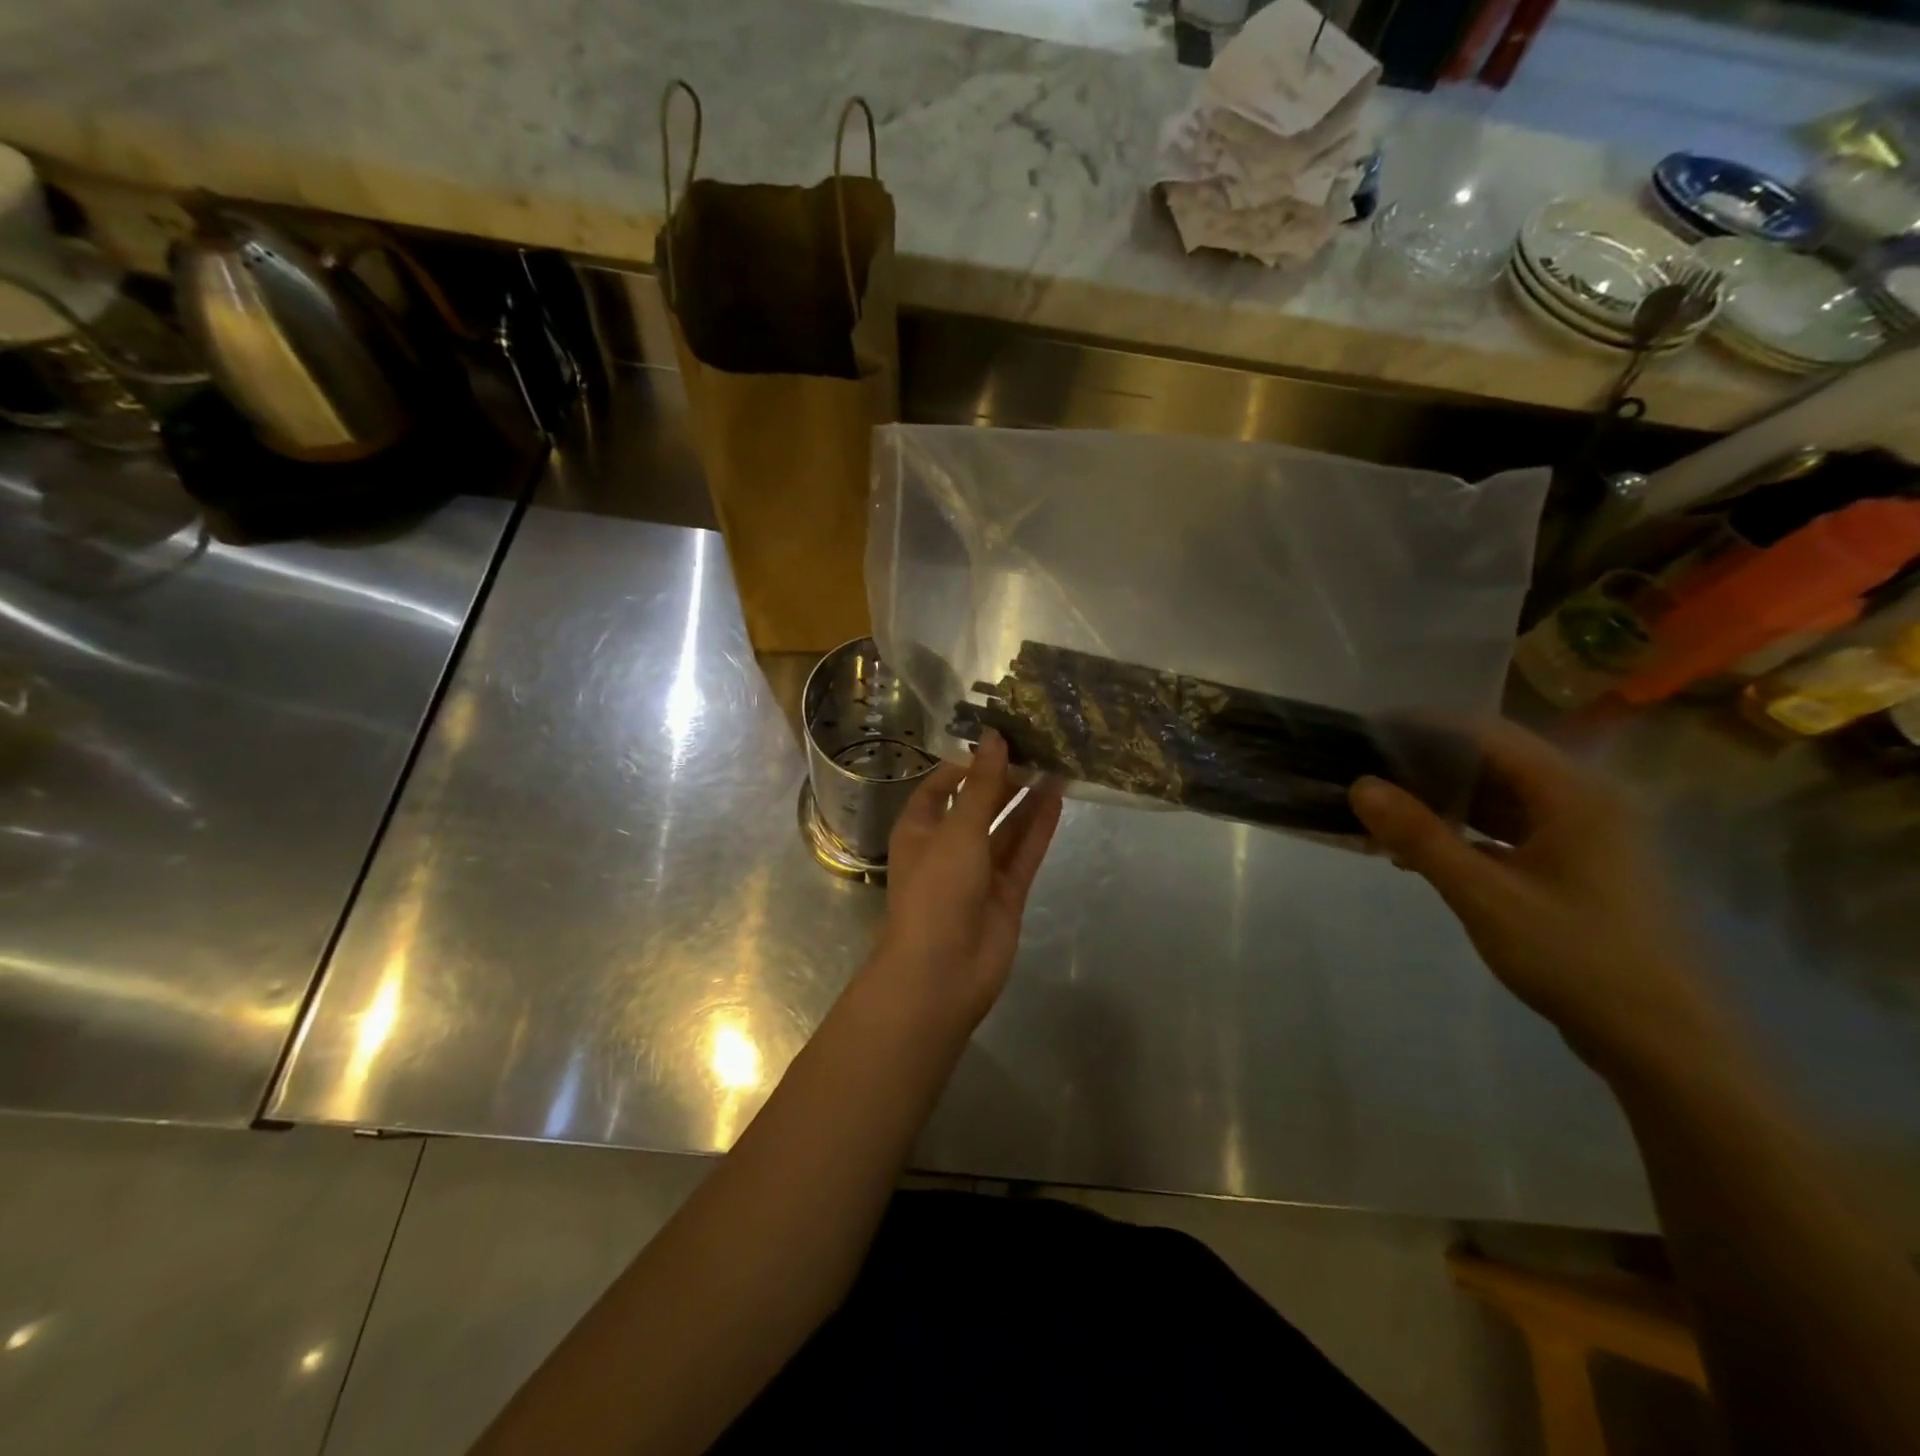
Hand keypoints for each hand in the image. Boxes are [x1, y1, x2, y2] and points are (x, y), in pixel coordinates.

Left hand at [872, 732, 1063, 1025]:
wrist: (944, 971)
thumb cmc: (938, 890)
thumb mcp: (958, 830)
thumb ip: (981, 785)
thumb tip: (993, 737)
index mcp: (920, 827)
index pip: (942, 785)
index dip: (967, 762)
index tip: (998, 736)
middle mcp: (948, 845)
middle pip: (978, 804)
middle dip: (1003, 777)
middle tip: (1036, 742)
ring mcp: (978, 871)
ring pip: (1005, 827)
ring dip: (1026, 799)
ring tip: (1055, 762)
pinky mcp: (1006, 892)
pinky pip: (1024, 852)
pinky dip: (1038, 827)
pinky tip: (1058, 798)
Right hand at [1349, 718, 1720, 1077]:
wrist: (1661, 1042)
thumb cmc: (1575, 957)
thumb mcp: (1484, 895)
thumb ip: (1420, 836)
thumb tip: (1359, 785)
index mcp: (1574, 792)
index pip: (1485, 733)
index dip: (1421, 728)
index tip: (1366, 735)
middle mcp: (1584, 800)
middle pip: (1492, 762)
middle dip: (1425, 766)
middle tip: (1364, 775)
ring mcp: (1584, 835)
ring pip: (1499, 798)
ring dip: (1441, 801)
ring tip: (1380, 811)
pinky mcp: (1576, 866)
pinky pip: (1509, 830)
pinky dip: (1464, 833)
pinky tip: (1419, 851)